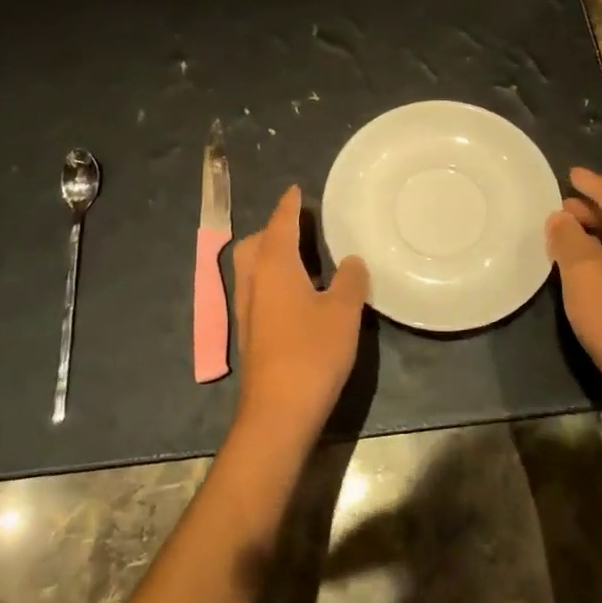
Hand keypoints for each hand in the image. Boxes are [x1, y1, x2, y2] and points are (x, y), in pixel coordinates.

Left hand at [231, 186, 368, 447]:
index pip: (279, 224)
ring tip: (302, 258)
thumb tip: (353, 260)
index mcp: (273, 266)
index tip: (296, 190)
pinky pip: (259, 290)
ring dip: (271, 256)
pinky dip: (273, 280)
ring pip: (253, 268)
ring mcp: (248, 310)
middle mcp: (254, 282)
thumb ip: (351, 281)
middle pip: (256, 244)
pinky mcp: (252, 334)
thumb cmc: (311, 353)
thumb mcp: (343, 312)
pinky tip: (298, 296)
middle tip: (300, 228)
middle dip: (273, 230)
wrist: (278, 412)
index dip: (289, 206)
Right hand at [546, 167, 601, 408]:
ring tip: (563, 232)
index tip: (570, 173)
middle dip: (589, 208)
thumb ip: (567, 237)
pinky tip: (579, 265)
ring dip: (593, 232)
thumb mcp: (580, 270)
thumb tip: (561, 216)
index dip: (589, 182)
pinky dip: (600, 252)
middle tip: (559, 206)